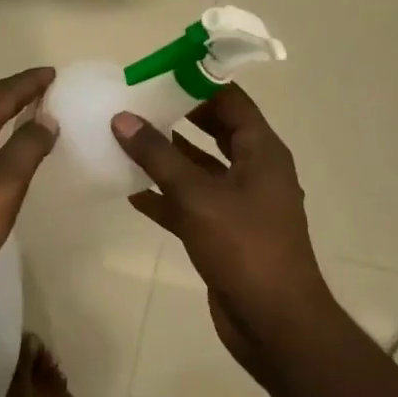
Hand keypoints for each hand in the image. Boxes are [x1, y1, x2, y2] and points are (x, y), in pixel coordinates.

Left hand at [0, 68, 56, 324]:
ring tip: (30, 124)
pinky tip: (2, 169)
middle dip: (15, 98)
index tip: (52, 72)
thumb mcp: (1, 185)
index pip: (0, 96)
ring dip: (4, 123)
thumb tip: (45, 117)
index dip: (27, 83)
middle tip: (45, 93)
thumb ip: (26, 149)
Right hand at [112, 86, 334, 383]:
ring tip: (126, 139)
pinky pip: (190, 203)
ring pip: (199, 168)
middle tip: (136, 102)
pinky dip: (165, 196)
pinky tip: (130, 191)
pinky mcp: (224, 233)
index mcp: (261, 152)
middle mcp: (254, 171)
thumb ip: (157, 155)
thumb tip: (122, 118)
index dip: (197, 83)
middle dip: (177, 117)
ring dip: (167, 156)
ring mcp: (239, 204)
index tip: (159, 72)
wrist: (275, 324)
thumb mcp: (196, 195)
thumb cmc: (244, 247)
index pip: (231, 101)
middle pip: (214, 131)